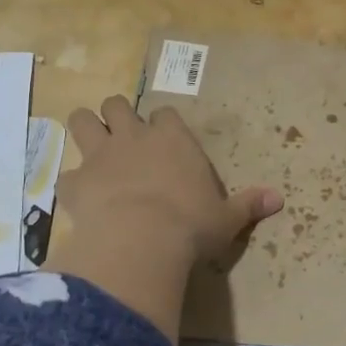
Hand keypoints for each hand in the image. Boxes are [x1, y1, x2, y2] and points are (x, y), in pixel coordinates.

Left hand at [60, 97, 281, 263]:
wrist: (142, 241)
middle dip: (117, 115)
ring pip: (82, 120)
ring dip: (85, 129)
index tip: (165, 139)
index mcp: (173, 139)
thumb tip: (279, 199)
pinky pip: (66, 174)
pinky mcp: (75, 182)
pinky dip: (72, 184)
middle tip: (121, 136)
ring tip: (91, 147)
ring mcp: (100, 156)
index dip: (162, 125)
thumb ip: (248, 205)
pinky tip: (79, 199)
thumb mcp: (227, 218)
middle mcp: (134, 137)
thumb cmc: (191, 225)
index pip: (165, 114)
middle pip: (117, 105)